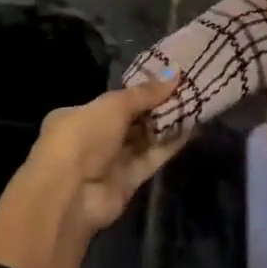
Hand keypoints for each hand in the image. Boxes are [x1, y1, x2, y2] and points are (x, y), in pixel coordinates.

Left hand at [0, 75, 182, 267]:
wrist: (70, 194)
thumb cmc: (83, 137)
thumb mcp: (112, 106)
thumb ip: (144, 93)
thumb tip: (174, 73)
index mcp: (77, 116)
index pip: (111, 102)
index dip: (138, 92)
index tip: (166, 81)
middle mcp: (92, 139)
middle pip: (129, 121)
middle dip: (155, 108)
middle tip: (187, 91)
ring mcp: (109, 163)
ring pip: (142, 140)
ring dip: (166, 125)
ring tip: (196, 105)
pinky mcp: (127, 183)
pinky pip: (150, 159)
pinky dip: (169, 145)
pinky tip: (191, 129)